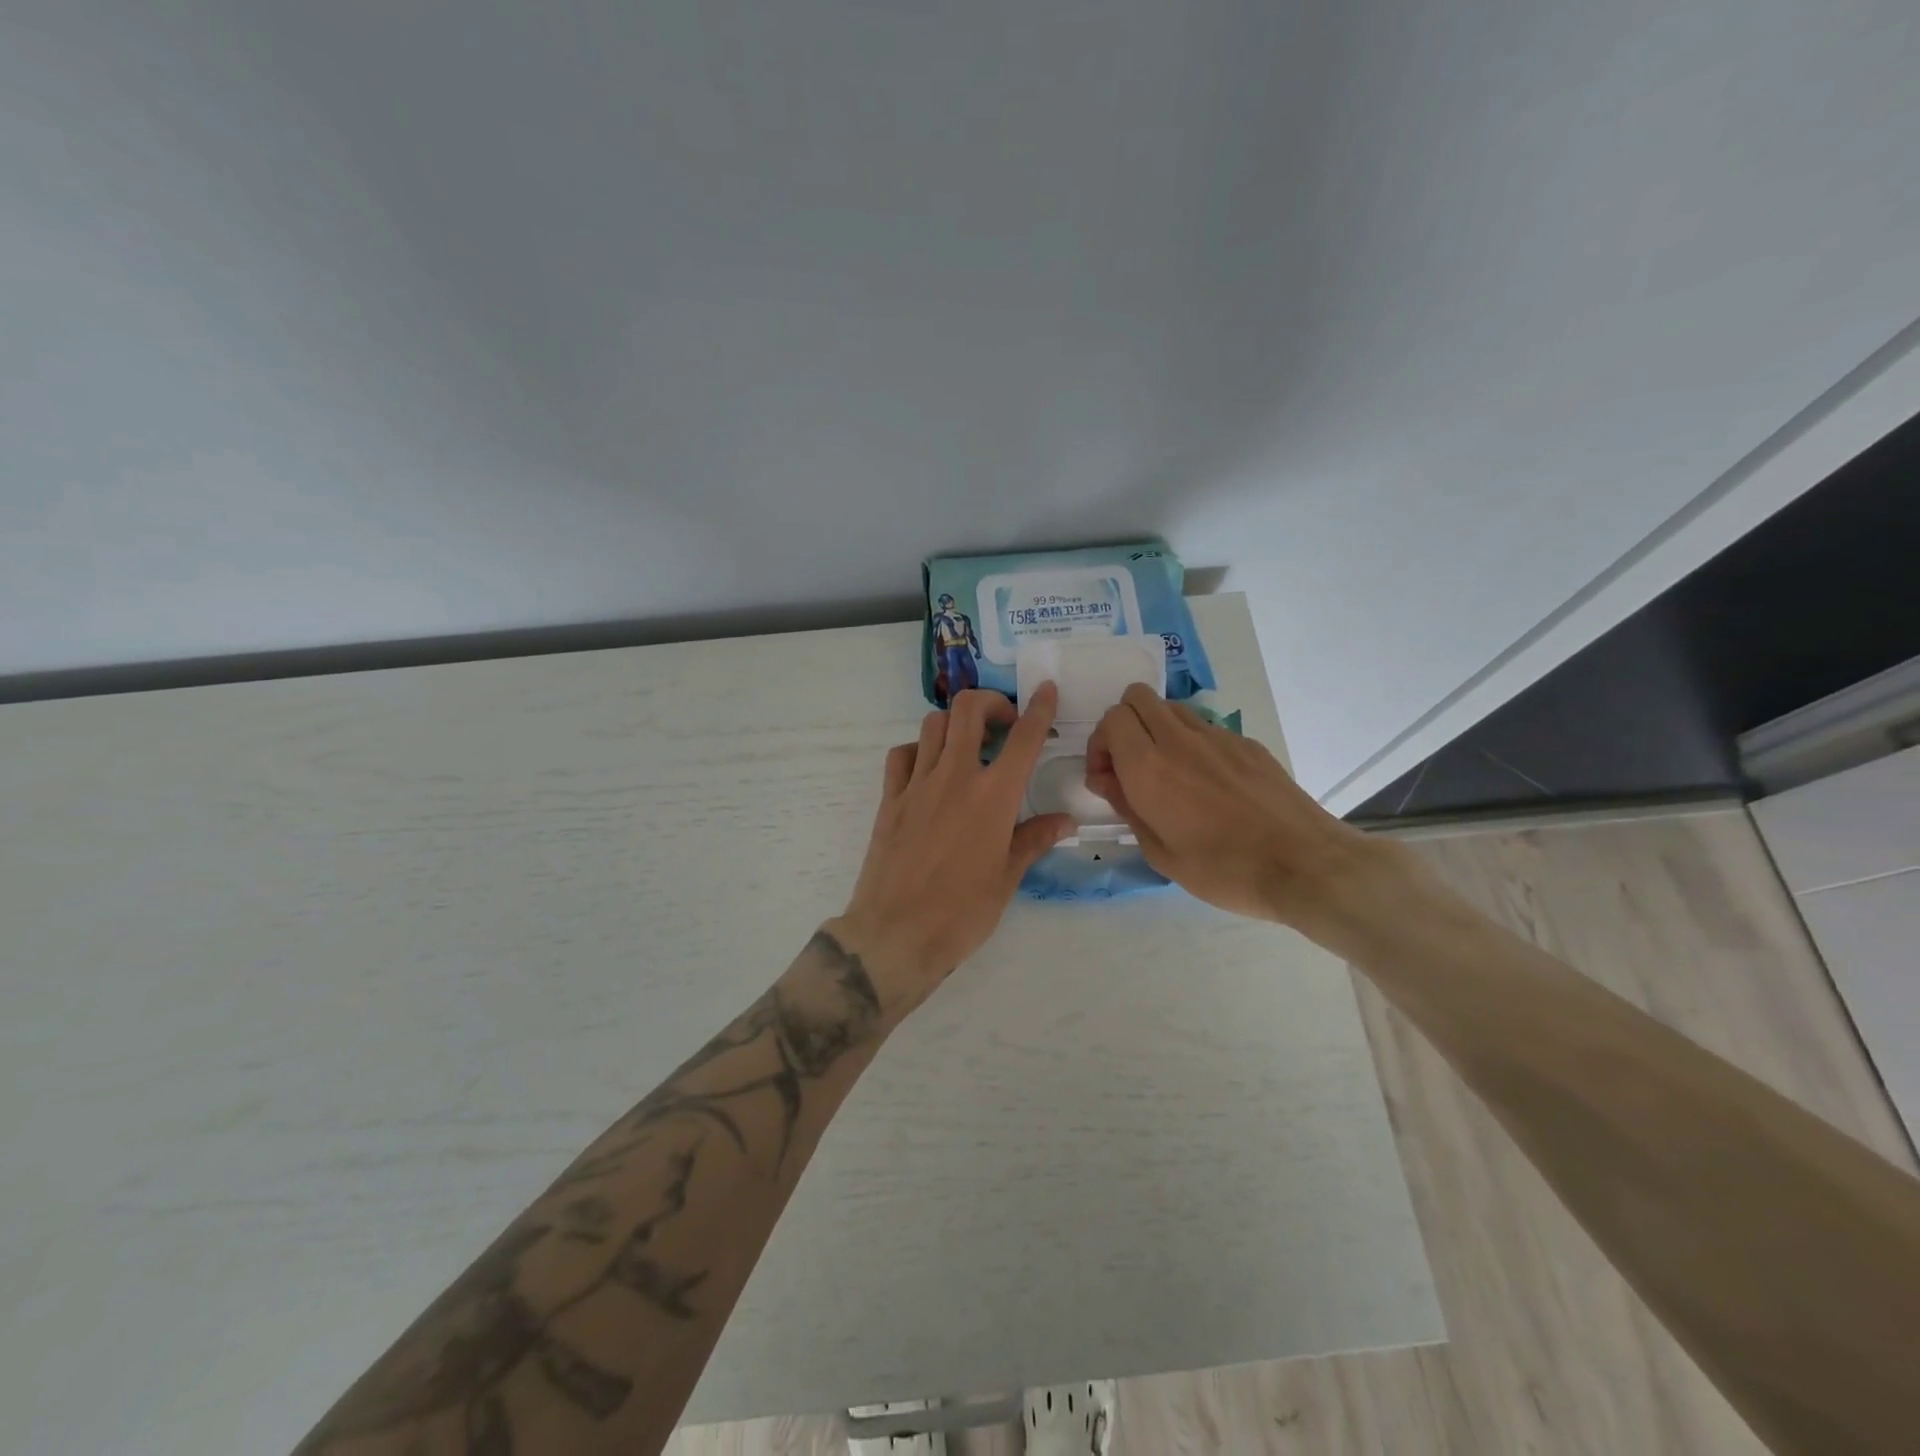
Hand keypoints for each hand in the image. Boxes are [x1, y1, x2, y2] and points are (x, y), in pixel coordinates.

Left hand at [826, 686, 1074, 1020]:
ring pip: (933, 724)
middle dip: (990, 702)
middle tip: (1003, 722)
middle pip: (968, 710)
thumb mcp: (1008, 877)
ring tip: (968, 745)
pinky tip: (929, 769)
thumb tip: (1065, 821)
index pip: (1023, 738)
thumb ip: (1034, 839)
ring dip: (955, 723)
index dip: (1039, 708)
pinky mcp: (890, 799)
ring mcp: (917, 784)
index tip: (1046, 690)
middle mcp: (955, 777)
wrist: (897, 933)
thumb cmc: (963, 911)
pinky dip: (919, 750)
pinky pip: (902, 755)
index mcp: (994, 796)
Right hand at [1084, 684, 1388, 929]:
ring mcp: (1218, 736)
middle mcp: (1179, 740)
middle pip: (1137, 697)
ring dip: (1156, 729)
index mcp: (1149, 767)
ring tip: (1167, 771)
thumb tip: (1110, 781)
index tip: (1108, 778)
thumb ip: (1127, 808)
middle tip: (1129, 765)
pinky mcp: (1247, 743)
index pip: (1112, 719)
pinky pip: (1205, 727)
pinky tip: (1208, 784)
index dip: (1101, 744)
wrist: (1304, 865)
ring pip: (1171, 707)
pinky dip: (1191, 743)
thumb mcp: (1160, 853)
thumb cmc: (1224, 870)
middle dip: (1123, 724)